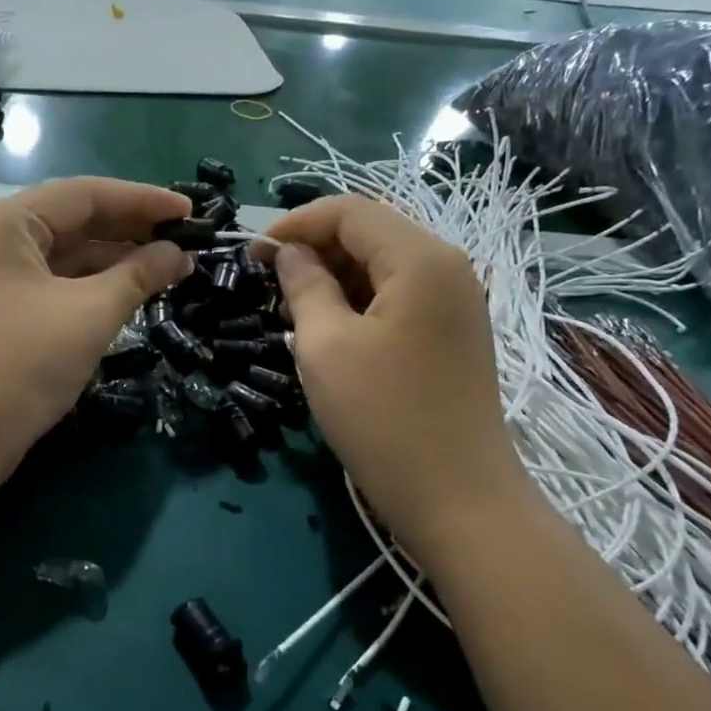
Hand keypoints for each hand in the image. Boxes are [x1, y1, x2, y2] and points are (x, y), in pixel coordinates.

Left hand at [0, 178, 190, 488]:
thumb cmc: (20, 365)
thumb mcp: (89, 315)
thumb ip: (139, 276)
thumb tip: (180, 255)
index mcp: (7, 223)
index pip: (85, 195)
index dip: (143, 201)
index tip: (191, 213)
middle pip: (74, 221)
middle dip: (131, 230)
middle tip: (185, 241)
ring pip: (65, 256)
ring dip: (116, 261)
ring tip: (169, 268)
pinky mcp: (0, 312)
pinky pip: (54, 285)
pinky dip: (92, 287)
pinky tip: (130, 293)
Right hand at [268, 195, 528, 541]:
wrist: (458, 500)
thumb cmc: (384, 418)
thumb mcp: (326, 346)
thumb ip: (304, 285)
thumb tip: (289, 253)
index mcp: (420, 258)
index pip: (349, 211)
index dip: (294, 224)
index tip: (252, 254)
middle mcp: (446, 267)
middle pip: (369, 232)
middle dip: (313, 249)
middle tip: (268, 285)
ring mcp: (454, 302)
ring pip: (381, 265)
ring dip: (332, 277)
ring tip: (290, 310)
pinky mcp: (450, 333)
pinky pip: (396, 296)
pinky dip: (356, 301)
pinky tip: (326, 330)